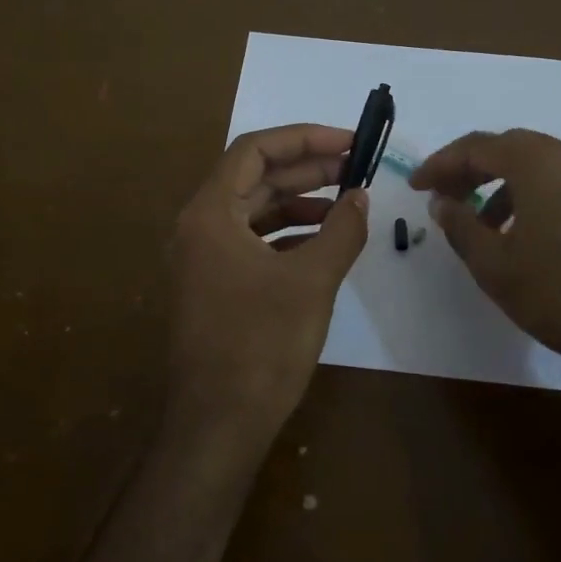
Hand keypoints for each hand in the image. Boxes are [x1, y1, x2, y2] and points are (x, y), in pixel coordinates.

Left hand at [166, 124, 368, 445]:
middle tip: (356, 168)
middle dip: (307, 169)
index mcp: (210, 213)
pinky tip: (322, 241)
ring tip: (346, 203)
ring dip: (299, 201)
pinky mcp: (213, 284)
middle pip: (254, 177)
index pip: (255, 150)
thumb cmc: (261, 346)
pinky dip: (287, 234)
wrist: (218, 424)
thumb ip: (341, 230)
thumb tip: (361, 196)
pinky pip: (251, 241)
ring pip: (254, 210)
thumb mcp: (312, 281)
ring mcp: (202, 257)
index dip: (304, 138)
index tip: (348, 142)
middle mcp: (199, 226)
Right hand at [409, 129, 560, 392]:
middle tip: (444, 196)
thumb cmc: (560, 294)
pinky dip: (535, 196)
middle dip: (472, 170)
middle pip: (512, 149)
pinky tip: (525, 235)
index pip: (479, 146)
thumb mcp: (494, 264)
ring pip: (541, 166)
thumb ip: (460, 225)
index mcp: (541, 163)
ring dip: (504, 185)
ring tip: (482, 224)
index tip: (417, 186)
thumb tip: (442, 202)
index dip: (441, 164)